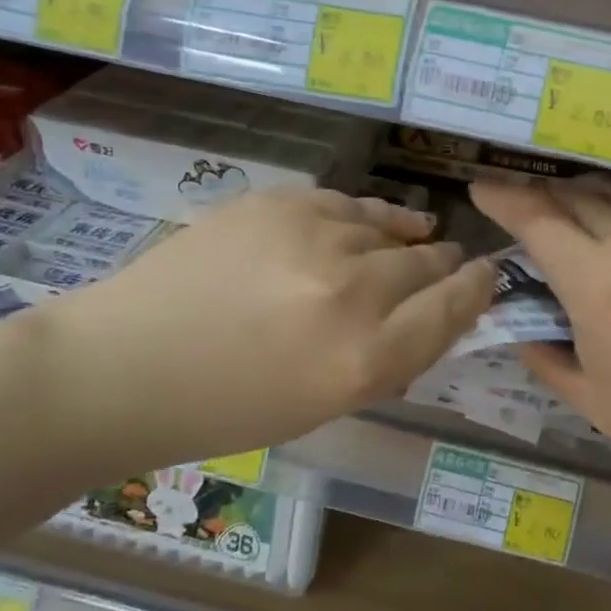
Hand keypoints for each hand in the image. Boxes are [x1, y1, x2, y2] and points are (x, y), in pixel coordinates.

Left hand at [41, 189, 494, 470]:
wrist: (123, 367)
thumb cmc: (227, 409)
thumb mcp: (327, 405)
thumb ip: (392, 358)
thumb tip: (438, 314)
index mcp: (366, 359)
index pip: (455, 308)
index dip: (478, 289)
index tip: (487, 277)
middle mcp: (352, 292)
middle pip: (430, 263)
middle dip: (445, 266)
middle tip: (448, 266)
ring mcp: (314, 237)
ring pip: (392, 227)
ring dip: (407, 240)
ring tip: (415, 240)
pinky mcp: (279, 202)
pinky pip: (349, 203)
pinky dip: (367, 217)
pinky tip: (370, 225)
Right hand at [470, 177, 610, 492]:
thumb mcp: (587, 397)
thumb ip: (544, 356)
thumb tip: (522, 331)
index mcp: (596, 282)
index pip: (538, 221)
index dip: (504, 199)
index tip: (482, 187)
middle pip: (579, 197)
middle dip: (542, 193)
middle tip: (524, 201)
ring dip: (589, 187)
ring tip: (573, 197)